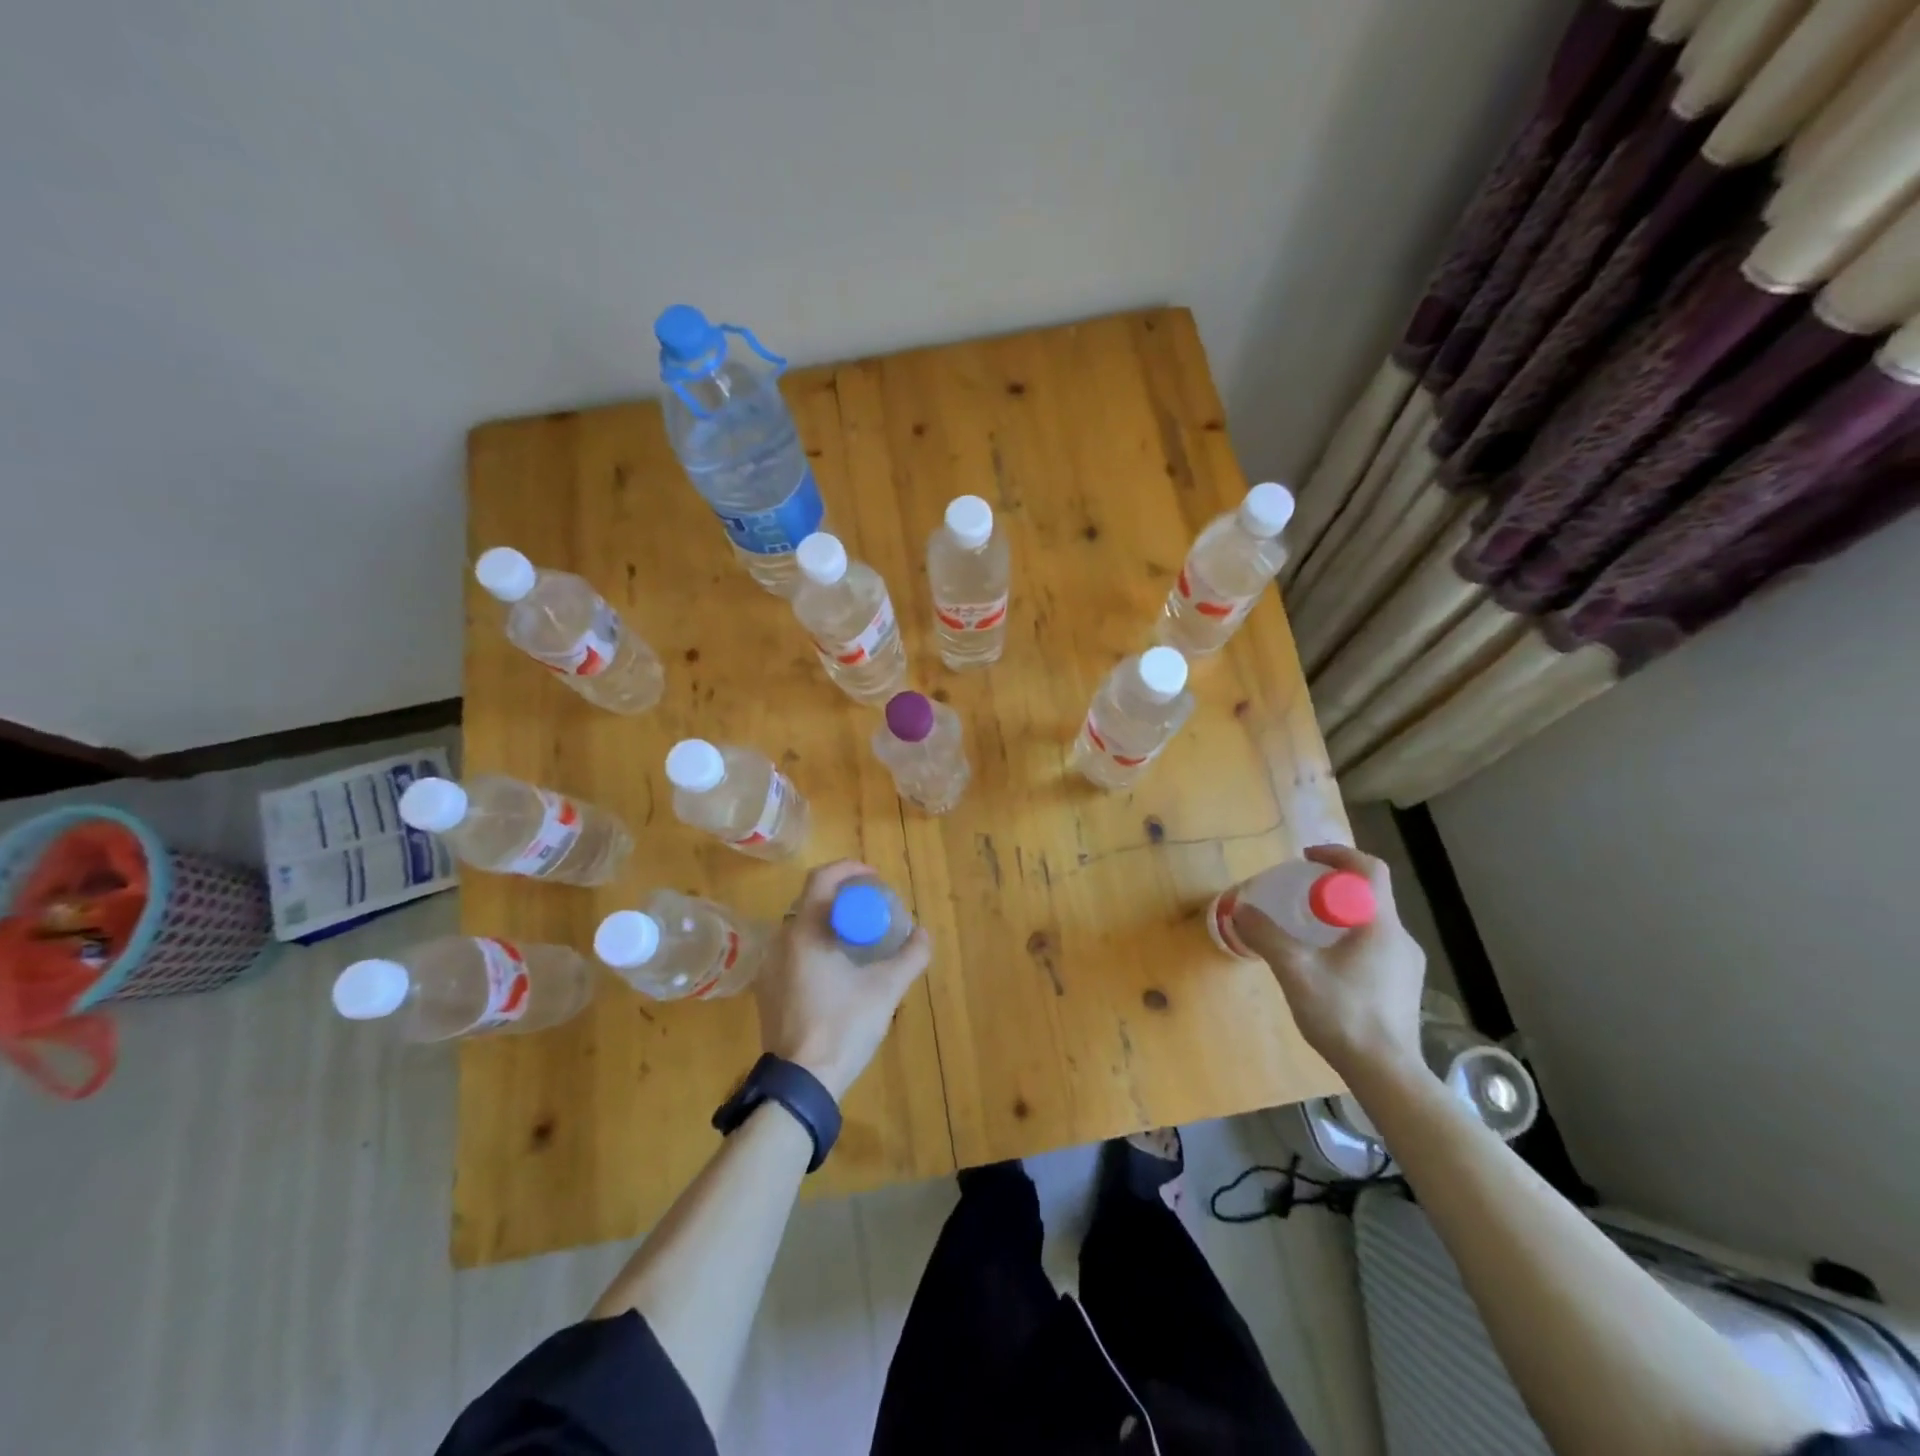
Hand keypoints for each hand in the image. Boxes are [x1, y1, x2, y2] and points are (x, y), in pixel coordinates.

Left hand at [754, 860, 931, 1101]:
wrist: (801, 1083)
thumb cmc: (842, 1026)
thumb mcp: (886, 990)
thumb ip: (910, 957)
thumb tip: (925, 935)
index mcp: (804, 931)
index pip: (821, 879)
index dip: (849, 870)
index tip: (874, 877)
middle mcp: (780, 941)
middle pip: (811, 902)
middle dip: (843, 898)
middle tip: (872, 908)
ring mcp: (769, 968)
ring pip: (801, 928)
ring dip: (830, 923)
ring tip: (859, 938)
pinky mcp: (767, 991)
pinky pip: (793, 952)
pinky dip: (816, 946)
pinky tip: (837, 969)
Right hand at [1231, 844, 1426, 1081]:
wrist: (1388, 1076)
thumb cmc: (1344, 1015)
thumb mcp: (1295, 971)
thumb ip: (1267, 936)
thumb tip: (1241, 910)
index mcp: (1381, 925)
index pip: (1369, 869)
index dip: (1338, 854)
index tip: (1306, 858)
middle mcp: (1401, 938)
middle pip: (1369, 895)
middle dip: (1332, 886)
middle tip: (1298, 895)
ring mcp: (1407, 966)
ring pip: (1372, 923)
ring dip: (1340, 915)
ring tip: (1307, 930)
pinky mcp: (1404, 988)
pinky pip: (1376, 947)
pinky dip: (1349, 940)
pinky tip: (1325, 966)